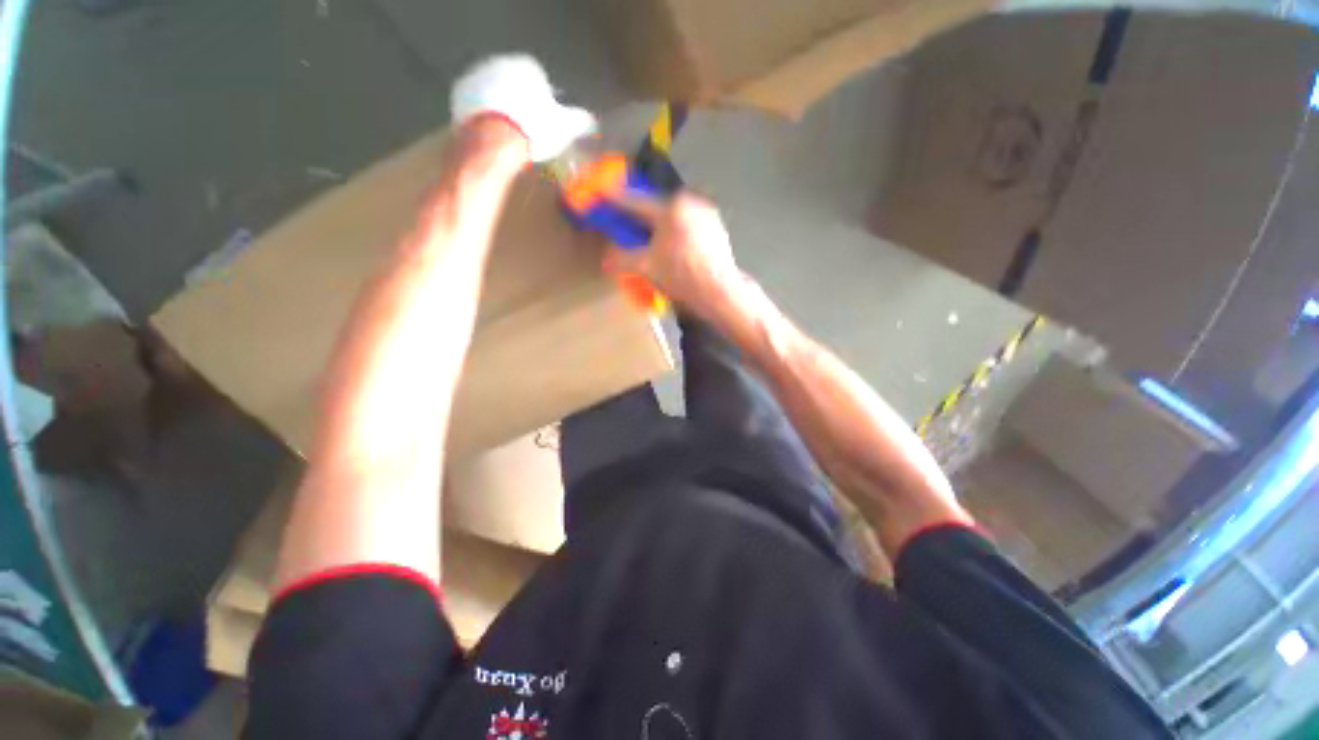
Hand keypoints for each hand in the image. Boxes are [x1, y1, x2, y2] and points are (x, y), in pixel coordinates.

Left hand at [450, 55, 595, 161]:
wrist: (493, 141)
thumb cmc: (534, 130)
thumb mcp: (564, 128)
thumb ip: (578, 121)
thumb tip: (590, 120)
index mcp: (526, 66)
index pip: (539, 81)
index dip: (544, 104)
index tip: (545, 123)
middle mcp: (499, 62)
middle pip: (514, 85)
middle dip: (520, 104)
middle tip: (528, 131)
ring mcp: (476, 77)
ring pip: (494, 94)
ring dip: (502, 111)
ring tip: (511, 138)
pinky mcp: (459, 95)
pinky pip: (477, 106)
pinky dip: (484, 119)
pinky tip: (493, 137)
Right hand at [605, 193, 743, 317]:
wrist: (720, 293)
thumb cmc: (682, 278)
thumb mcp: (646, 268)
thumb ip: (621, 258)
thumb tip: (607, 258)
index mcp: (672, 208)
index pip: (636, 203)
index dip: (615, 201)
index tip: (601, 195)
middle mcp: (691, 203)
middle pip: (656, 209)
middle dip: (640, 219)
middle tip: (628, 230)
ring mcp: (707, 214)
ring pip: (673, 217)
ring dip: (659, 228)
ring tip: (652, 246)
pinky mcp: (716, 227)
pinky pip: (687, 224)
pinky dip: (676, 233)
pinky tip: (673, 250)